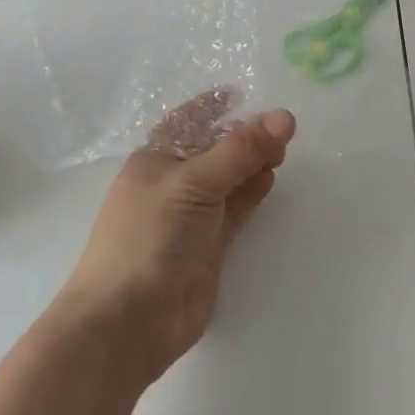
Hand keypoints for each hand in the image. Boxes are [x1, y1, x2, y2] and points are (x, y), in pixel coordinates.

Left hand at [61, 101, 296, 384]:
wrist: (129, 320)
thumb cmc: (150, 236)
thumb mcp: (194, 182)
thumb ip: (241, 150)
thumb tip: (285, 116)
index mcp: (155, 159)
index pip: (187, 122)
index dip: (212, 106)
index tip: (243, 93)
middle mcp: (172, 183)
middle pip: (214, 150)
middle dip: (244, 136)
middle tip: (283, 127)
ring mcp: (191, 217)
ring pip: (228, 179)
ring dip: (253, 162)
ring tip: (285, 148)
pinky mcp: (209, 246)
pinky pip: (235, 209)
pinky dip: (253, 192)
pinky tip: (272, 177)